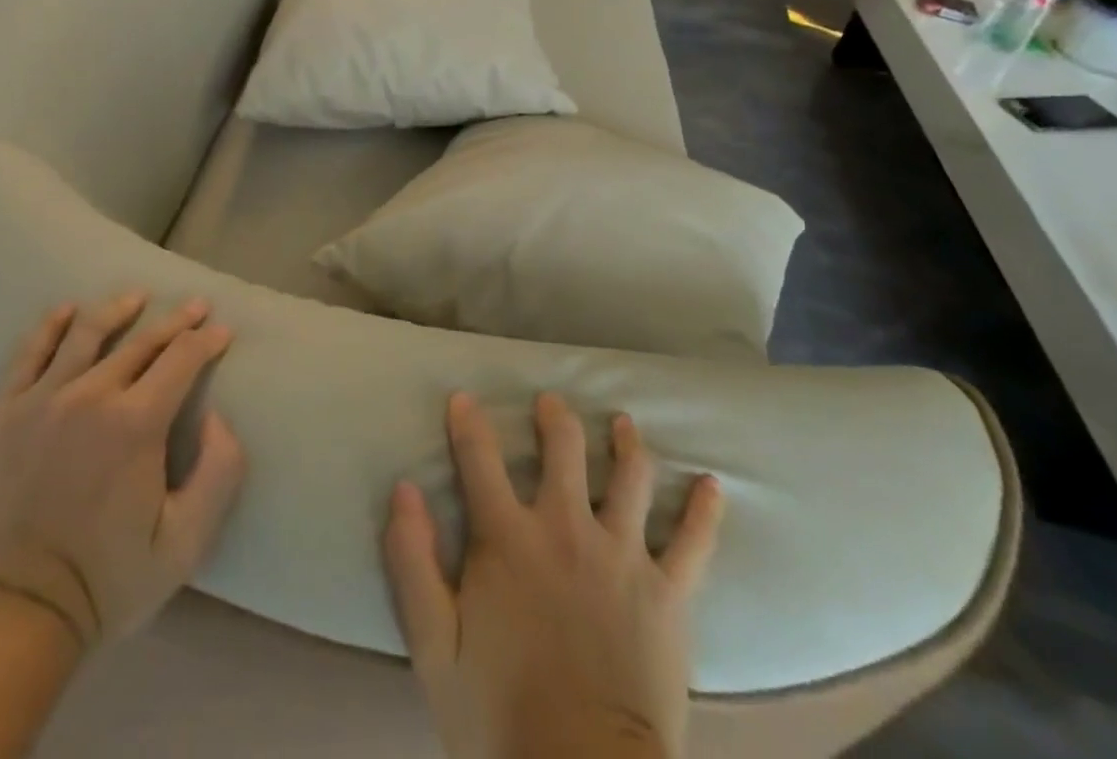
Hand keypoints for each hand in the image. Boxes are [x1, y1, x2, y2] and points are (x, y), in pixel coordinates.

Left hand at [0, 292, 245, 655]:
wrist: (12, 616)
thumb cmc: (106, 581)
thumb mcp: (186, 543)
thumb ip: (219, 472)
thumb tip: (217, 416)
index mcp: (137, 423)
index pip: (182, 359)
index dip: (207, 341)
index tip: (222, 331)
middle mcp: (91, 396)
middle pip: (142, 341)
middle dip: (176, 321)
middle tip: (196, 306)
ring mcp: (42, 400)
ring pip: (87, 334)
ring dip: (118, 310)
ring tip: (137, 297)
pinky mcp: (4, 413)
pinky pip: (30, 354)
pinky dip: (51, 326)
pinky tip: (67, 310)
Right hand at [384, 392, 723, 758]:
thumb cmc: (499, 717)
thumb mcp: (433, 646)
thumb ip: (412, 561)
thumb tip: (403, 489)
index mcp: (509, 537)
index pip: (480, 459)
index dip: (468, 423)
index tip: (463, 399)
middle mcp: (567, 528)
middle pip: (564, 449)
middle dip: (554, 418)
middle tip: (550, 403)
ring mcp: (624, 557)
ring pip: (630, 476)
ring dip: (625, 443)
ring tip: (622, 424)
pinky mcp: (668, 594)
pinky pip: (694, 543)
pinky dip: (705, 511)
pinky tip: (713, 486)